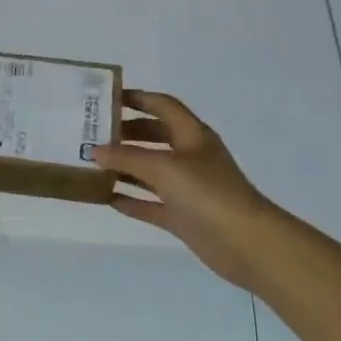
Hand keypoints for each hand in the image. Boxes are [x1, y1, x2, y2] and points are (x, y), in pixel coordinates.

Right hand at [91, 91, 294, 290]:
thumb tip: (94, 150)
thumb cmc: (207, 193)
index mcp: (192, 135)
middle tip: (94, 133)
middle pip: (155, 136)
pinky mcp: (184, 216)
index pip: (163, 106)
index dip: (138, 98)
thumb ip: (127, 157)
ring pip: (151, 171)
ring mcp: (188, 188)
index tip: (107, 98)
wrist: (246, 243)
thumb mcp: (164, 167)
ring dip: (125, 166)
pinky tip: (108, 198)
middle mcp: (190, 157)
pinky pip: (151, 203)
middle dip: (126, 132)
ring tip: (93, 163)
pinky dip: (132, 200)